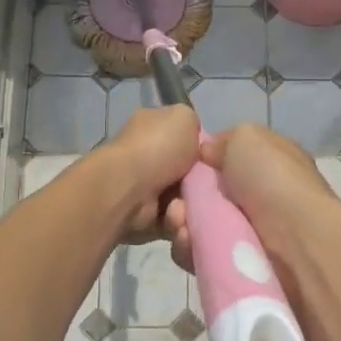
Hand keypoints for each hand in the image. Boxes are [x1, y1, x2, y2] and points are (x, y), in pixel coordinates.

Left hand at [97, 105, 200, 240]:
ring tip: (184, 204)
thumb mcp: (184, 118)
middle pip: (190, 173)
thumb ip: (194, 123)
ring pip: (185, 200)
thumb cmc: (157, 148)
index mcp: (153, 129)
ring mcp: (144, 188)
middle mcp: (147, 157)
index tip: (213, 159)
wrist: (126, 189)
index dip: (203, 150)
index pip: (185, 138)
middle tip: (208, 187)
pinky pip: (175, 222)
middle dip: (202, 183)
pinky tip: (175, 217)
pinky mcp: (145, 217)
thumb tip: (195, 139)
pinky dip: (178, 222)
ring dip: (190, 205)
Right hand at [162, 122, 340, 272]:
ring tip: (180, 223)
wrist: (297, 240)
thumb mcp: (247, 137)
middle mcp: (255, 198)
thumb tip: (205, 155)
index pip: (220, 161)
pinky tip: (188, 242)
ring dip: (181, 223)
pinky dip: (188, 249)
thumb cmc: (273, 179)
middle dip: (182, 198)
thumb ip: (222, 142)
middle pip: (202, 196)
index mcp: (264, 164)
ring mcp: (245, 233)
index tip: (179, 166)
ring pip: (196, 226)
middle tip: (176, 203)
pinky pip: (199, 256)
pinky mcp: (234, 266)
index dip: (196, 163)